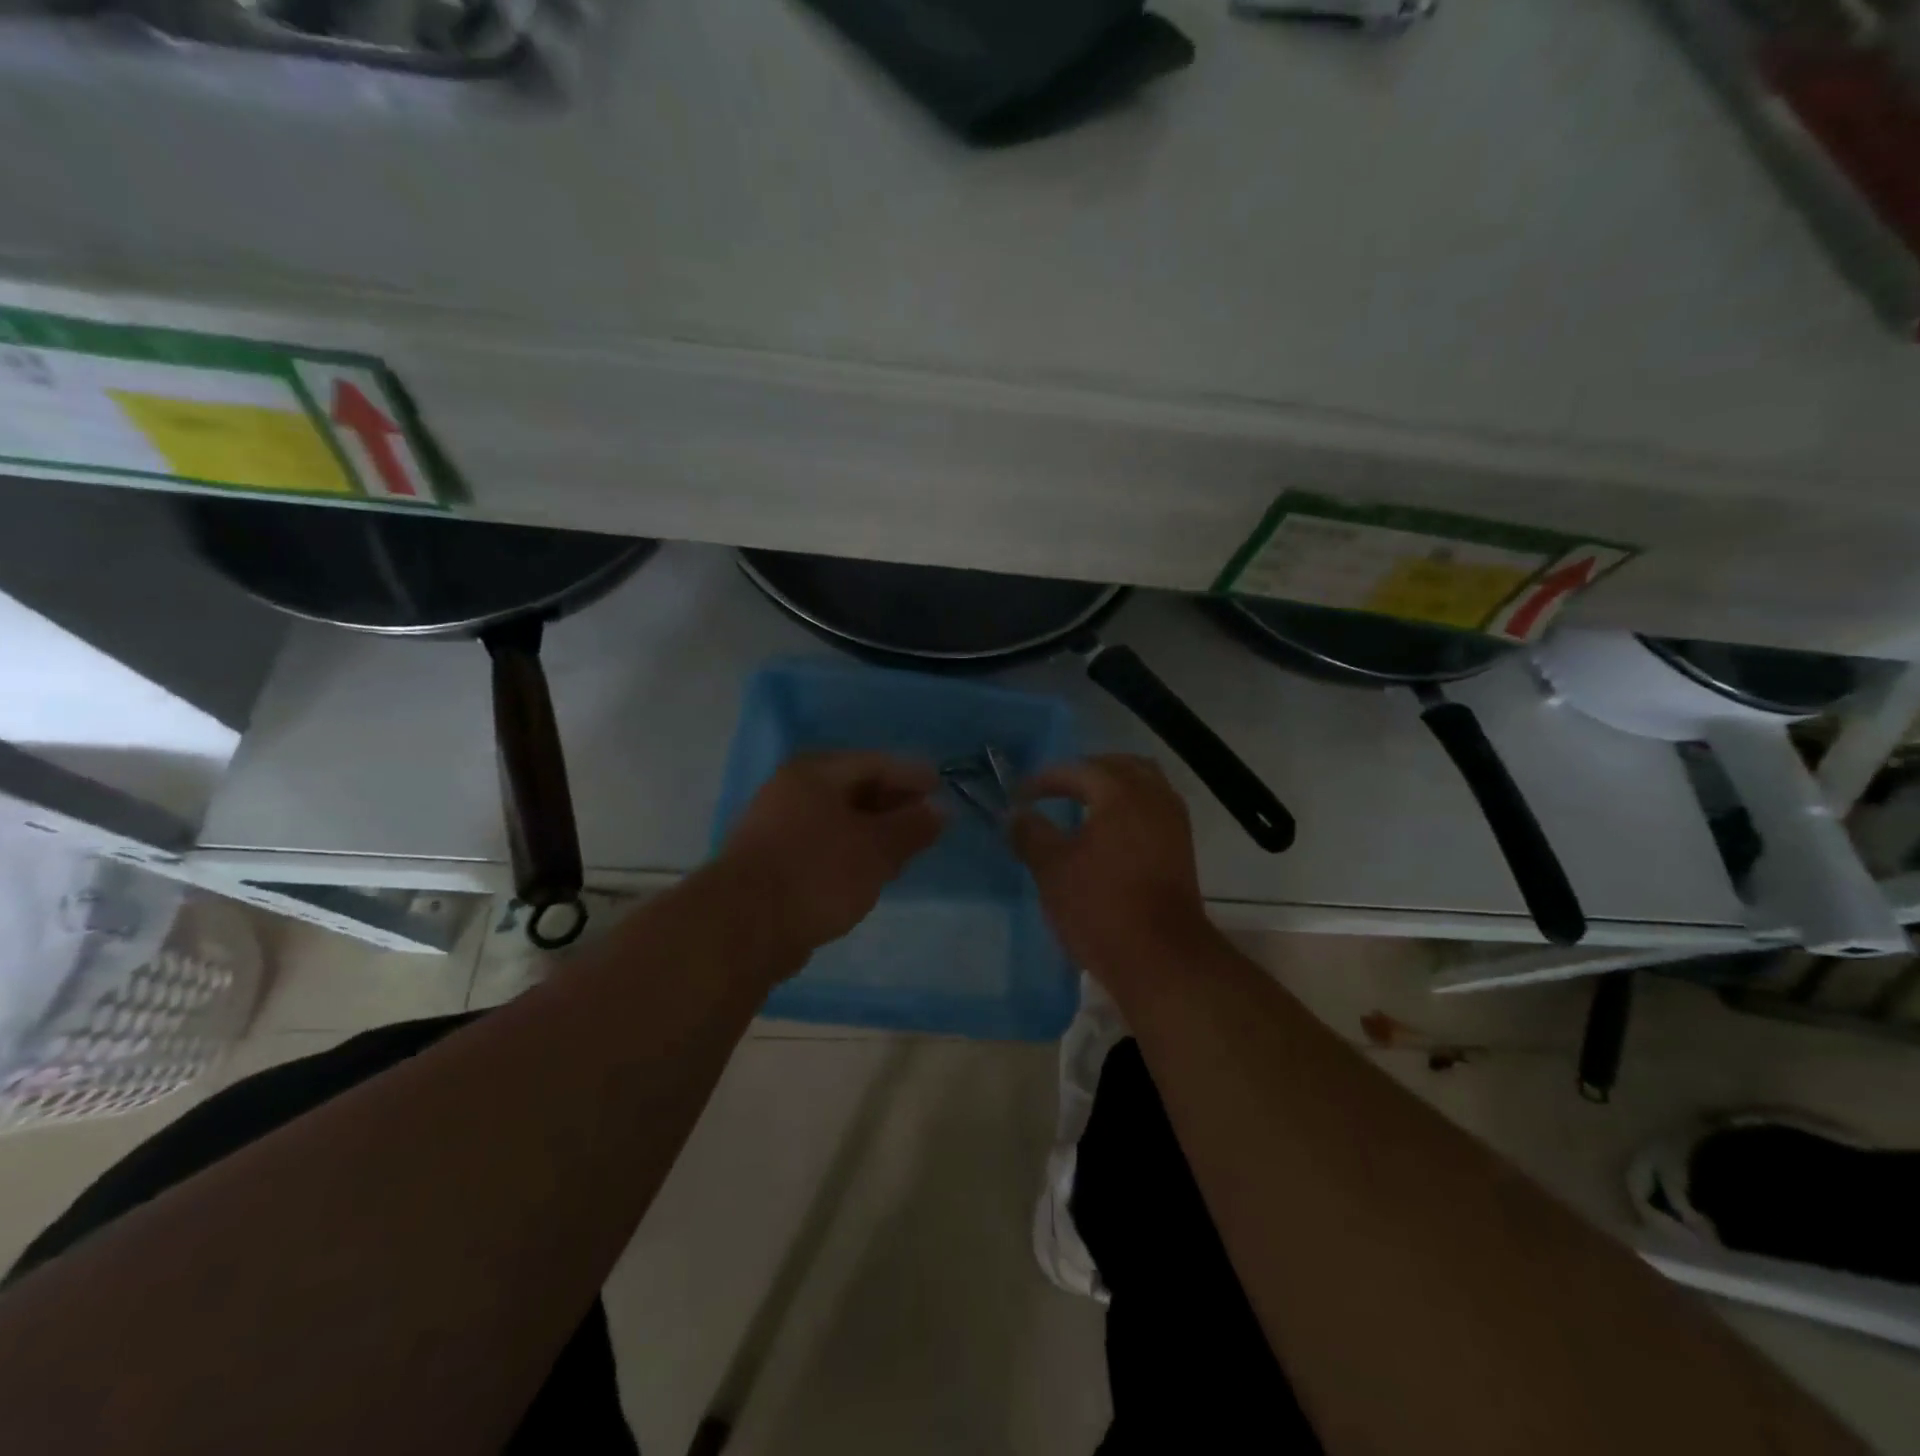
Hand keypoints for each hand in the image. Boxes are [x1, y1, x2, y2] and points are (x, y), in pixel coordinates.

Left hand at [715, 751, 944, 959]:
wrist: (743, 927)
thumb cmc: (817, 873)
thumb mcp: (876, 849)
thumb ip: (912, 827)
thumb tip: (940, 810)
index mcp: (814, 772)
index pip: (874, 763)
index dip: (911, 775)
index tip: (941, 789)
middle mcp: (790, 790)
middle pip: (853, 788)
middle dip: (893, 804)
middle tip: (926, 821)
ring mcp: (775, 825)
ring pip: (836, 819)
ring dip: (871, 831)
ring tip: (903, 850)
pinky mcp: (770, 860)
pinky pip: (821, 844)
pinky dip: (848, 851)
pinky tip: (866, 872)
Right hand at [1012, 754, 1216, 988]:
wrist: (1160, 958)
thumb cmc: (1100, 907)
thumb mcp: (1052, 869)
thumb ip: (1031, 834)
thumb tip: (1015, 815)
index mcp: (1121, 793)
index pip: (1079, 770)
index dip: (1046, 779)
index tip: (1022, 795)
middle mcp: (1154, 798)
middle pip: (1120, 767)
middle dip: (1086, 773)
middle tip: (1057, 789)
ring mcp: (1174, 823)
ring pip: (1144, 786)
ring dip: (1114, 789)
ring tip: (1083, 807)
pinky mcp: (1182, 849)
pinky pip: (1154, 810)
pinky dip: (1131, 809)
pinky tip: (1109, 833)